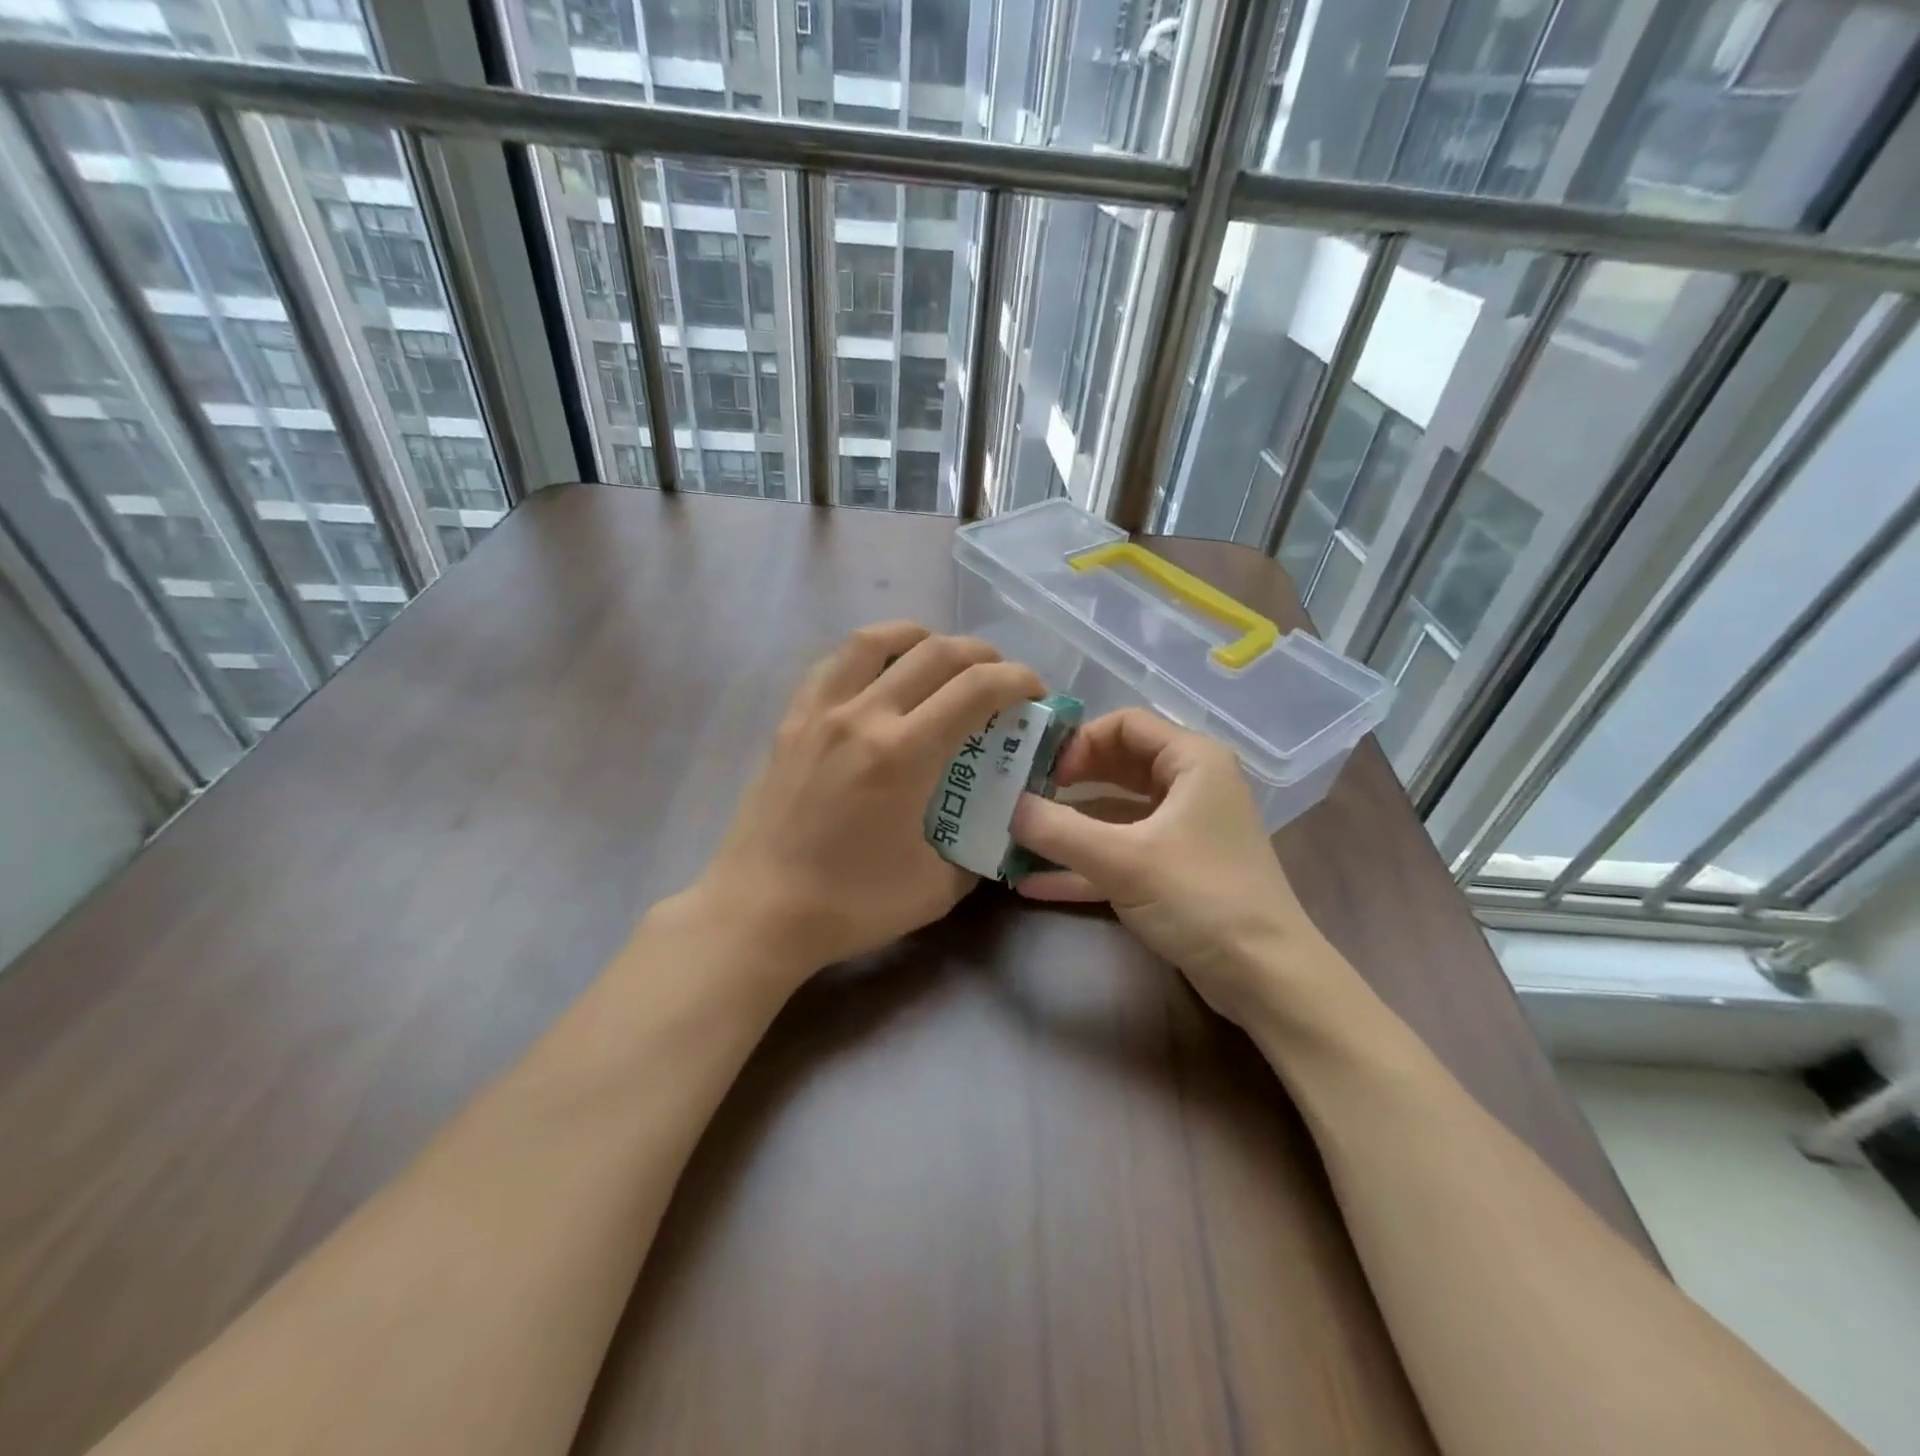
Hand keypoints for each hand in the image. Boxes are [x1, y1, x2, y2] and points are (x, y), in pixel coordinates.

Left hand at [693, 621, 1042, 980]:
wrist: (757, 913)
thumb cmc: (848, 905)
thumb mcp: (935, 889)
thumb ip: (974, 849)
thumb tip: (992, 826)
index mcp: (904, 754)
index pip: (976, 689)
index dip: (1017, 680)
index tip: (1034, 693)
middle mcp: (863, 716)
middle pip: (935, 652)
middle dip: (982, 654)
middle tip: (999, 675)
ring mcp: (820, 712)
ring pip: (874, 640)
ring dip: (919, 636)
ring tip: (938, 654)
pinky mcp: (790, 721)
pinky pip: (832, 664)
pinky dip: (866, 654)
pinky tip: (877, 675)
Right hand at [1010, 709, 1338, 1027]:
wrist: (1265, 978)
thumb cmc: (1201, 897)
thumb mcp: (1123, 860)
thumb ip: (1058, 830)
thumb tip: (1004, 805)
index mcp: (1192, 761)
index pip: (1125, 724)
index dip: (1078, 741)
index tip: (1039, 771)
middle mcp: (1189, 786)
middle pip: (1116, 766)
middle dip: (1066, 783)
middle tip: (1019, 797)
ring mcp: (1181, 831)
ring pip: (1114, 815)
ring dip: (1068, 828)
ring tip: (1015, 837)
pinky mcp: (1173, 871)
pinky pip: (1120, 855)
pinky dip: (1083, 865)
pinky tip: (1032, 883)